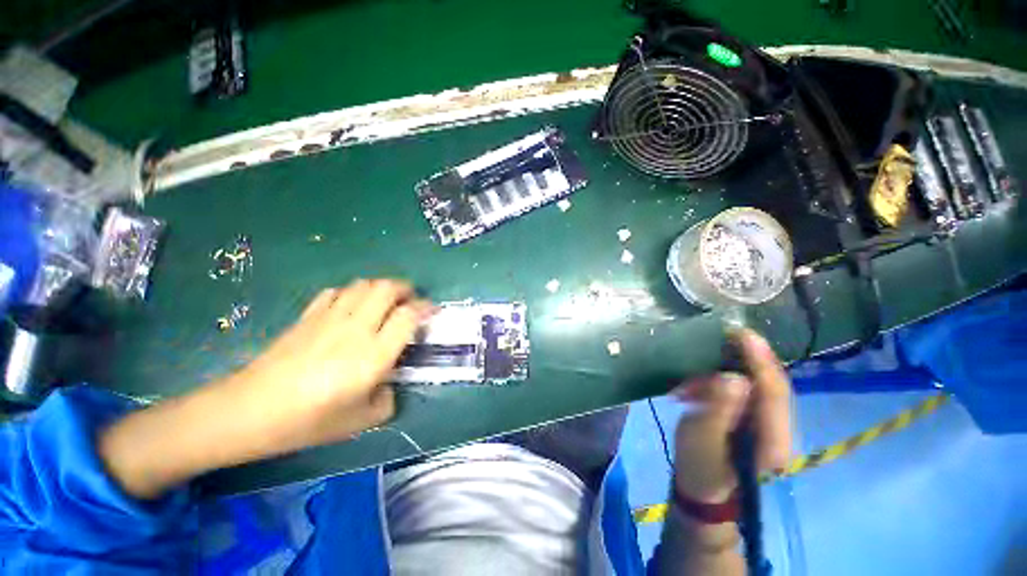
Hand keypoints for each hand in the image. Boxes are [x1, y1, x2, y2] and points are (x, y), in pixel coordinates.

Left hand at [225, 279, 433, 453]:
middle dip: (406, 289)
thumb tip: (389, 383)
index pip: (408, 315)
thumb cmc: (310, 421)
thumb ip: (388, 399)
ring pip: (364, 285)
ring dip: (381, 288)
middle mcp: (356, 328)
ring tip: (385, 302)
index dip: (425, 307)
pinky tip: (351, 307)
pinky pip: (337, 292)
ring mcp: (330, 318)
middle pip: (387, 289)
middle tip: (410, 301)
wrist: (251, 411)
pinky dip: (352, 293)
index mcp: (374, 354)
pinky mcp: (308, 316)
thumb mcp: (361, 421)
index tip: (432, 310)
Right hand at [672, 328, 792, 503]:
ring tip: (690, 382)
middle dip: (744, 361)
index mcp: (774, 441)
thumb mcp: (701, 439)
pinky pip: (743, 393)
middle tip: (720, 340)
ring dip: (723, 375)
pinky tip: (695, 388)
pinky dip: (719, 385)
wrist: (702, 492)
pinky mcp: (755, 423)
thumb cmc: (698, 468)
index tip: (743, 333)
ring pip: (756, 387)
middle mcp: (780, 431)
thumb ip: (717, 409)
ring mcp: (769, 427)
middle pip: (770, 385)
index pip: (774, 392)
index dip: (760, 360)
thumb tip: (733, 377)